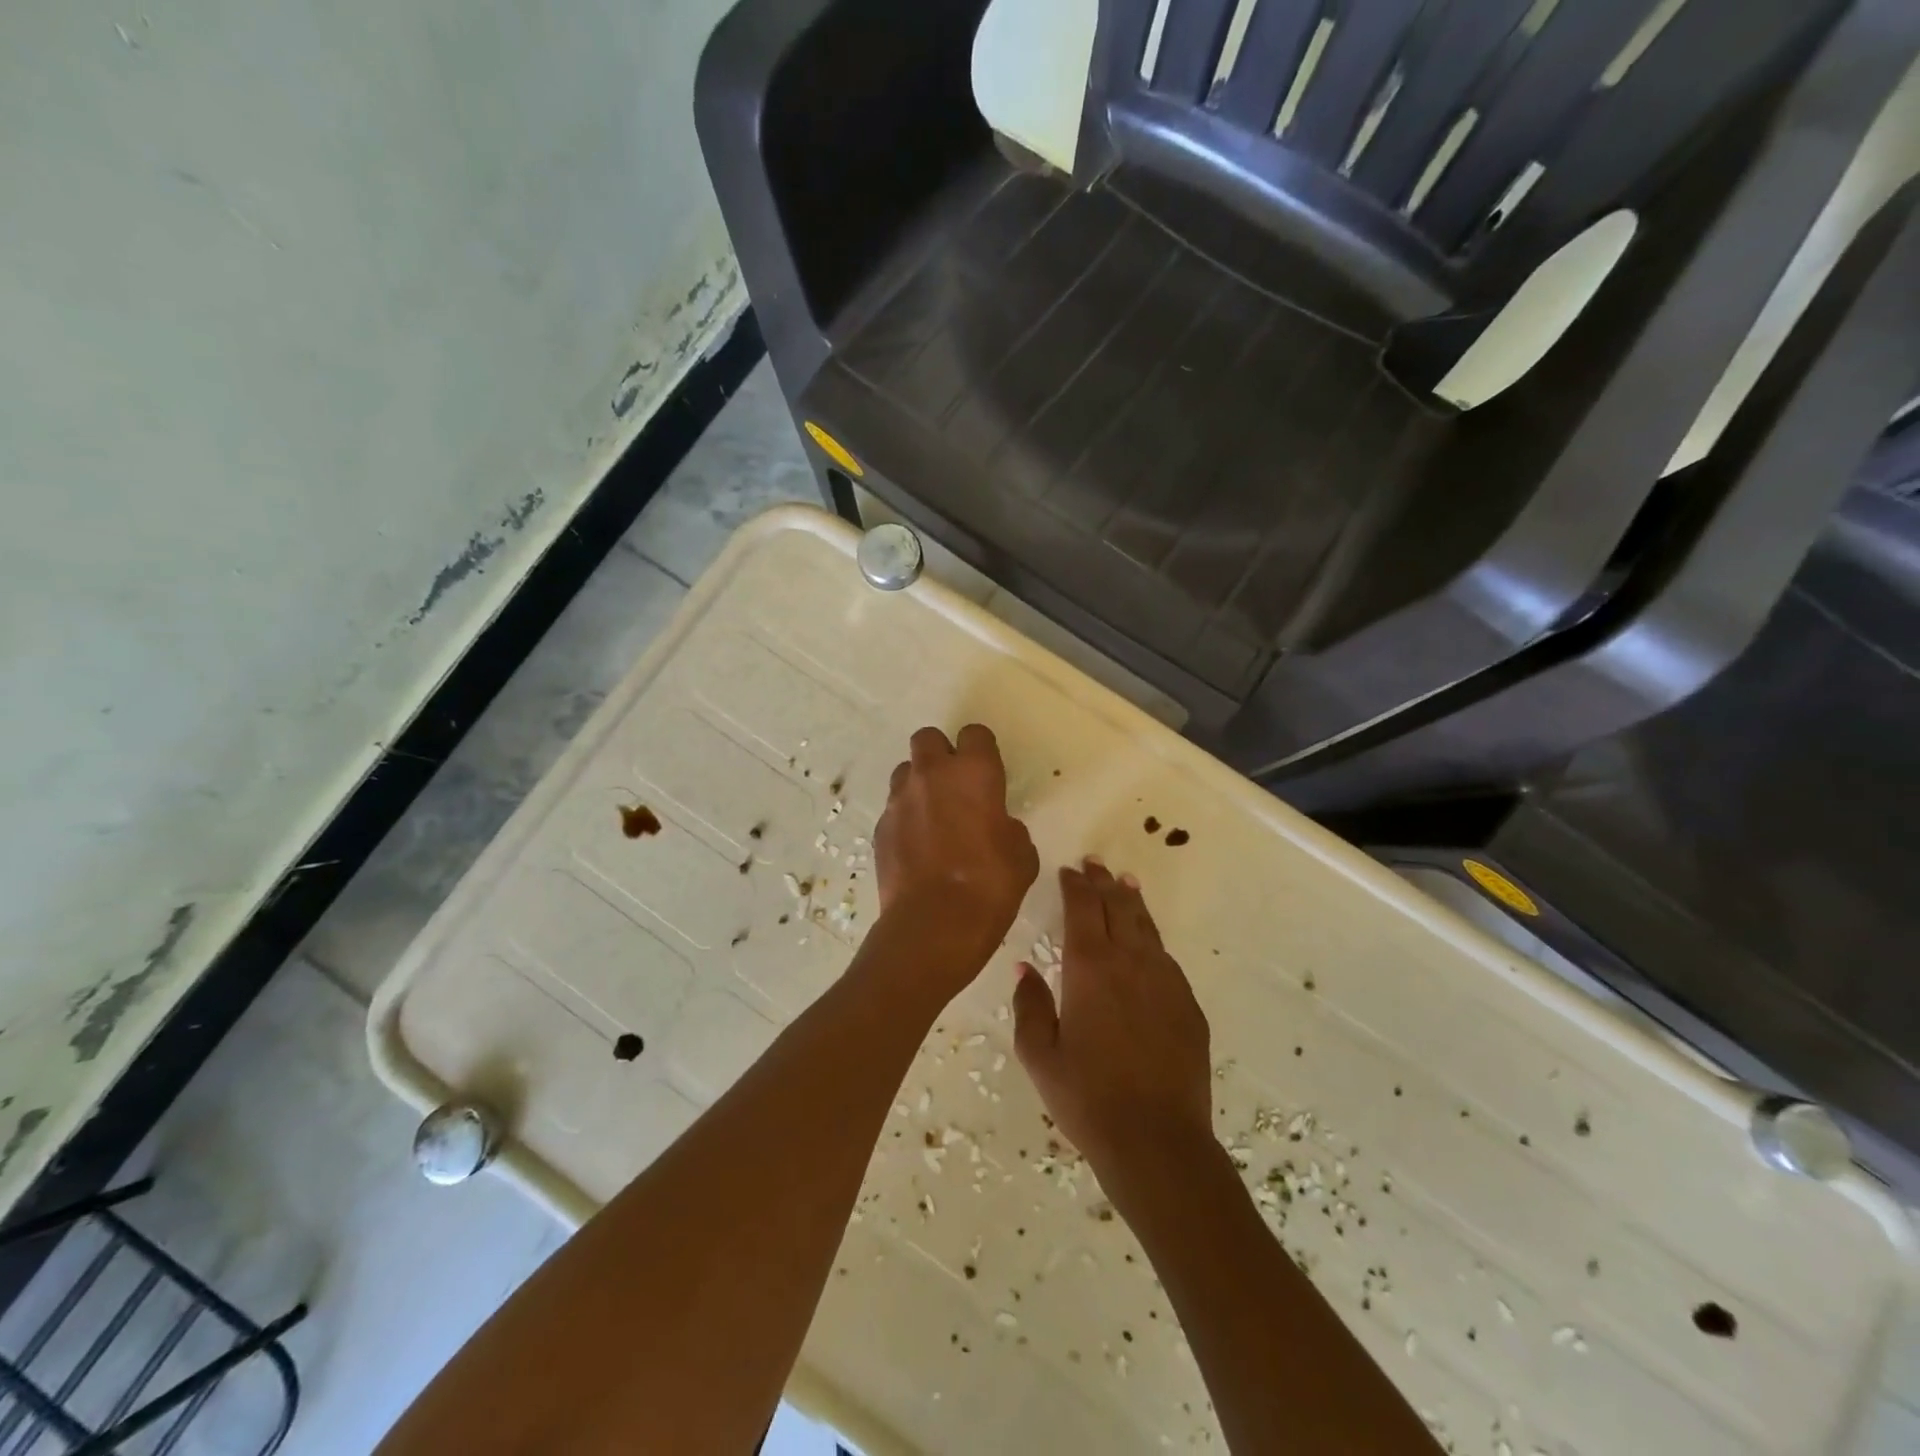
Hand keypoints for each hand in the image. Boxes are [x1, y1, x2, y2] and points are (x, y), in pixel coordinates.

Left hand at [872, 725, 1038, 991]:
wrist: (934, 925)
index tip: (987, 773)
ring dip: (919, 785)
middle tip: (955, 786)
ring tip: (932, 817)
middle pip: (928, 738)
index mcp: (974, 772)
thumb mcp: (1022, 856)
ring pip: (906, 771)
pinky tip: (917, 847)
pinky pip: (894, 808)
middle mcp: (932, 774)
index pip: (975, 733)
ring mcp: (900, 799)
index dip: (981, 750)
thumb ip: (1009, 828)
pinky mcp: (880, 827)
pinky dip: (905, 818)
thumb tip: (997, 827)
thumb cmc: (990, 886)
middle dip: (941, 754)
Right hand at [1012, 860, 1213, 1194]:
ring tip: (1125, 884)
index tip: (1069, 870)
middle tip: (1095, 864)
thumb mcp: (1040, 1056)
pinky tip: (1148, 942)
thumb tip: (1025, 968)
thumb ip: (1030, 1006)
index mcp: (1090, 968)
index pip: (1083, 909)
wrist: (1158, 1142)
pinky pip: (1166, 959)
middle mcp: (1130, 963)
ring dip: (1132, 903)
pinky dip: (1152, 939)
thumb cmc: (1087, 1098)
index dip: (1075, 886)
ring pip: (1147, 928)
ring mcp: (1165, 982)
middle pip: (1118, 908)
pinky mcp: (1188, 1005)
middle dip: (1104, 883)